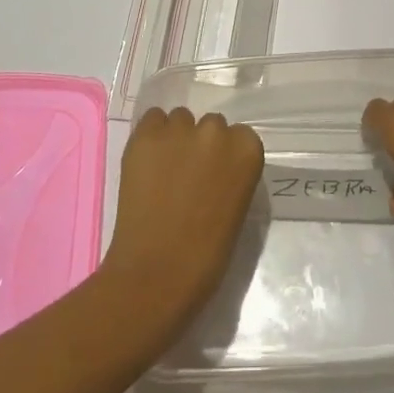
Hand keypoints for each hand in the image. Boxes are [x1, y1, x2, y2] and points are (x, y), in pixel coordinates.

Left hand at [100, 107, 263, 340]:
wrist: (158, 272)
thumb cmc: (207, 254)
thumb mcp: (237, 208)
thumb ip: (231, 176)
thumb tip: (213, 170)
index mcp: (247, 150)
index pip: (240, 136)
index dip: (226, 156)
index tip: (216, 177)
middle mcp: (217, 131)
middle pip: (211, 125)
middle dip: (202, 145)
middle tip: (188, 176)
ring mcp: (180, 130)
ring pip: (180, 119)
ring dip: (175, 139)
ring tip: (164, 170)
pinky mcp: (146, 135)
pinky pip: (152, 120)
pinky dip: (151, 137)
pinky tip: (147, 163)